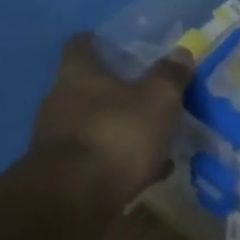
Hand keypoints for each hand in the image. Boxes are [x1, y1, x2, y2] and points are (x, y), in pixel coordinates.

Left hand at [30, 33, 192, 207]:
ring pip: (94, 126)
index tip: (114, 45)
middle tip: (146, 95)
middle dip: (115, 92)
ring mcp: (57, 140)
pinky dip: (119, 162)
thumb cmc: (117, 134)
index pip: (80, 45)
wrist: (76, 197)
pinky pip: (97, 159)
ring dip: (120, 130)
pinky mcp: (63, 174)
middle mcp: (60, 101)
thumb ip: (169, 76)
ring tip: (153, 139)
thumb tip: (181, 52)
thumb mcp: (157, 100)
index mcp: (78, 74)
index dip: (97, 42)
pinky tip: (146, 172)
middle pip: (86, 87)